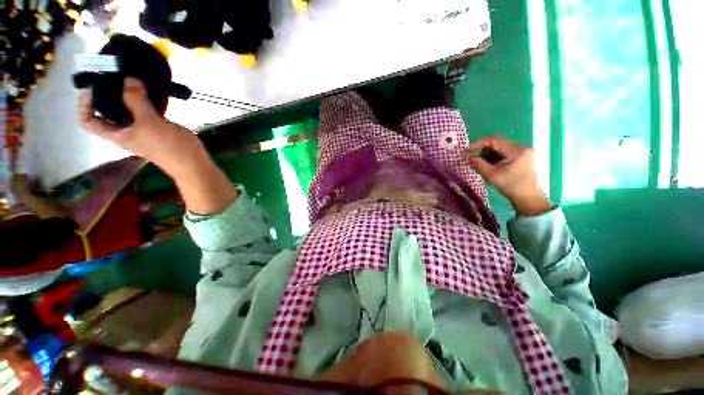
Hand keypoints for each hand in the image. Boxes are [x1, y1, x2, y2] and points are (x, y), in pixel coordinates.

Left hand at [78, 78, 200, 173]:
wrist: (193, 163)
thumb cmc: (169, 147)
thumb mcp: (150, 123)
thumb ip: (137, 101)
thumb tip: (128, 78)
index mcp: (117, 133)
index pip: (88, 120)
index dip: (85, 105)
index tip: (94, 88)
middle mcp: (126, 130)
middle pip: (107, 112)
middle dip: (107, 94)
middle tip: (113, 77)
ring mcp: (143, 128)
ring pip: (128, 109)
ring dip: (127, 95)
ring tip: (132, 79)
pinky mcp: (158, 127)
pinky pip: (145, 110)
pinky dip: (145, 100)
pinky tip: (151, 91)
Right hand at [464, 136, 550, 216]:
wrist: (527, 197)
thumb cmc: (510, 186)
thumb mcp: (491, 175)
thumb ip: (479, 164)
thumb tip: (467, 157)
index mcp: (516, 151)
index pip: (494, 140)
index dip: (479, 142)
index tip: (468, 149)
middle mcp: (520, 147)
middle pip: (497, 143)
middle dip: (482, 148)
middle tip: (471, 155)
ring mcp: (522, 152)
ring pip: (500, 148)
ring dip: (487, 153)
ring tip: (477, 161)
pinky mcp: (521, 157)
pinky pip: (504, 153)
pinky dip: (493, 156)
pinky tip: (487, 163)